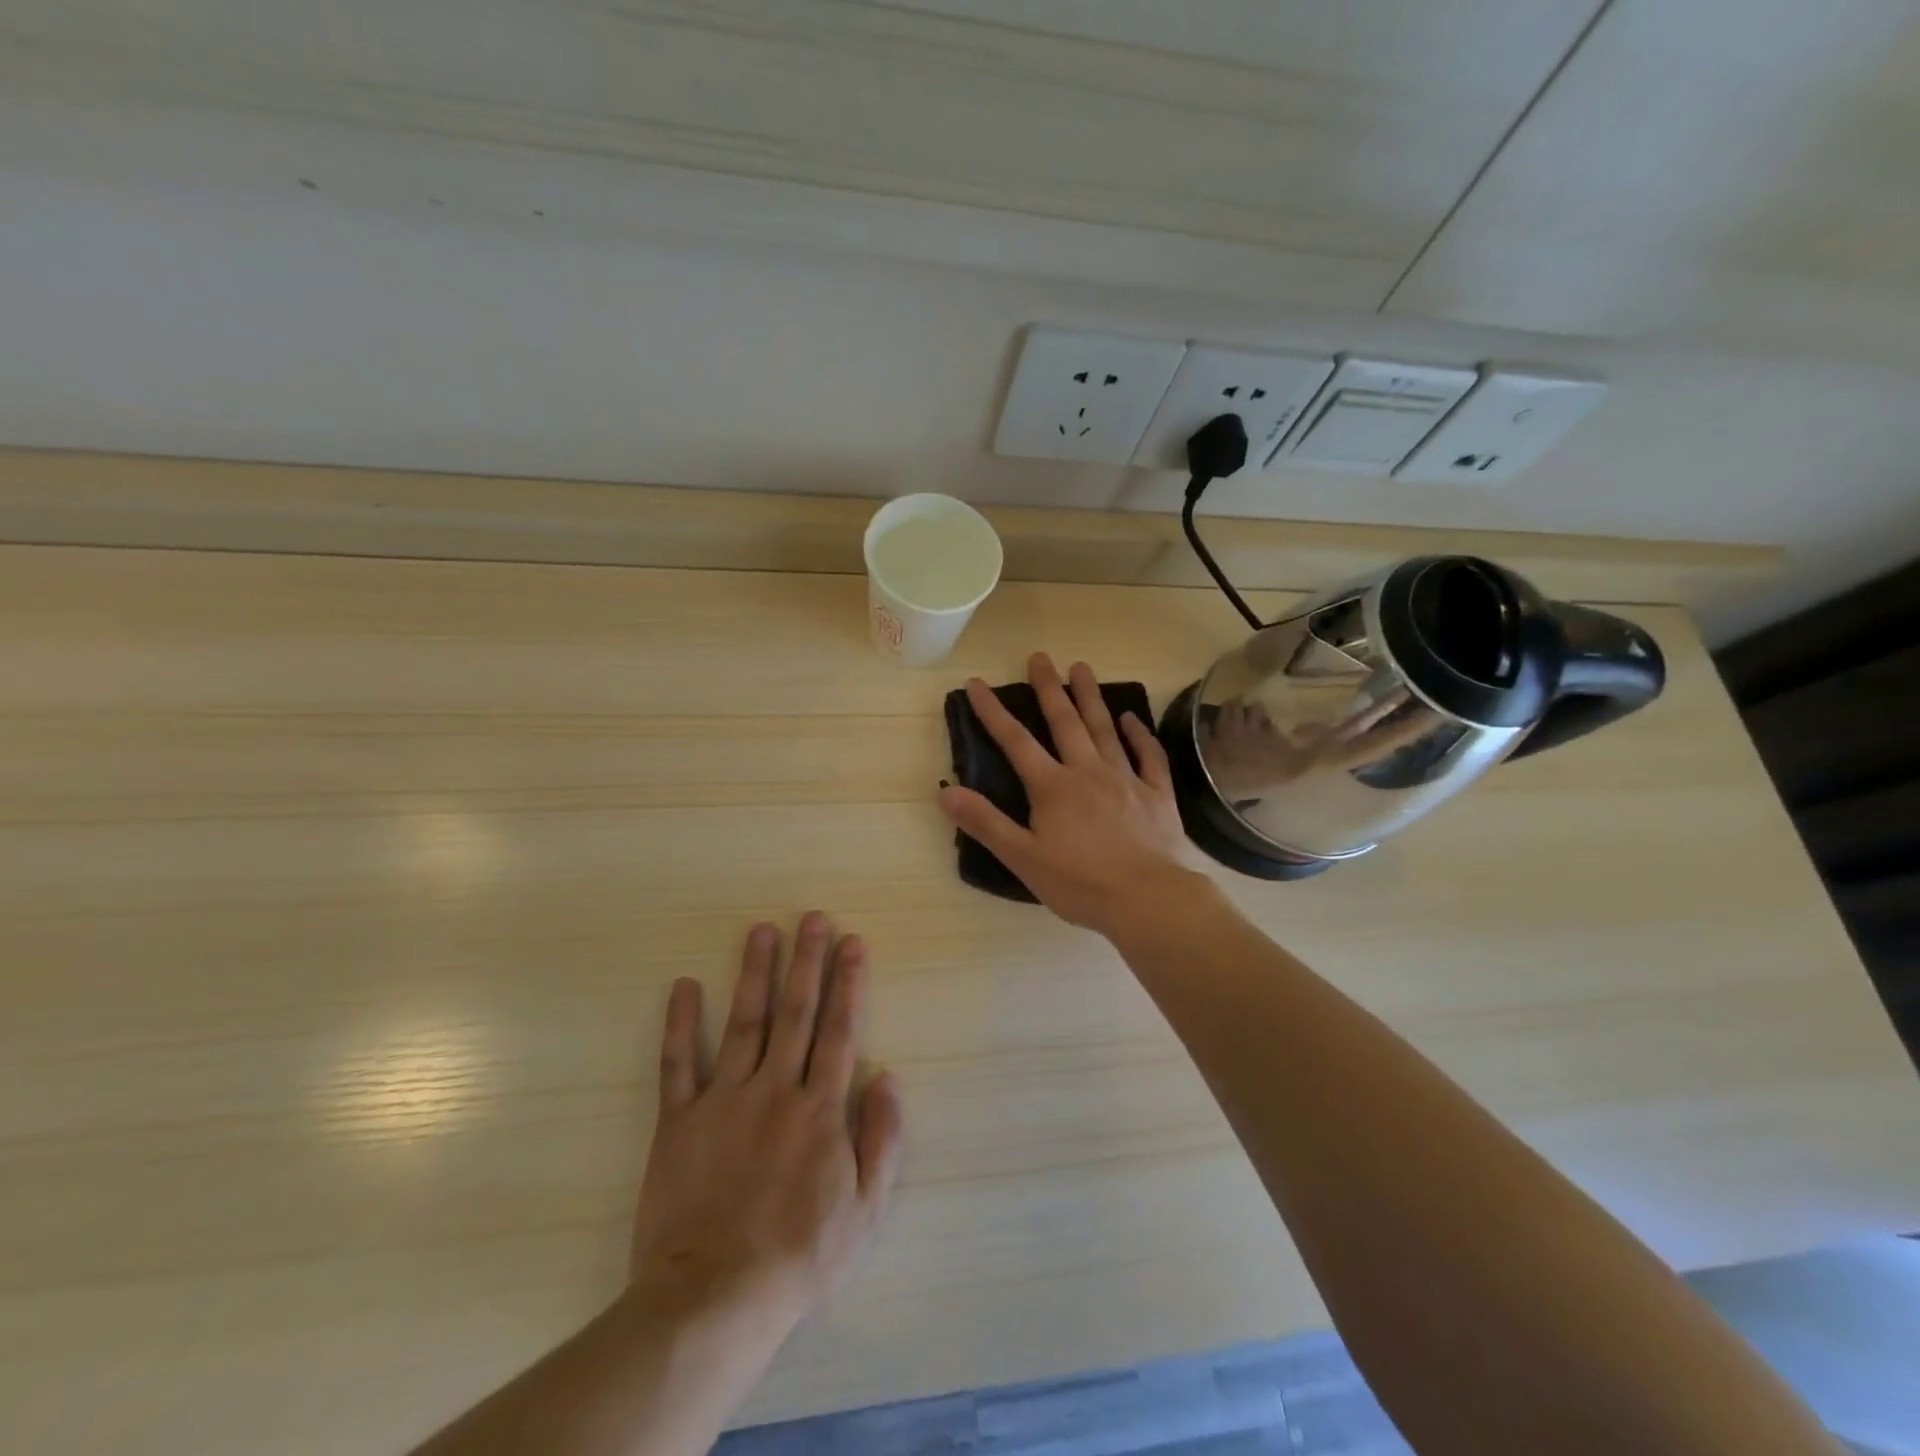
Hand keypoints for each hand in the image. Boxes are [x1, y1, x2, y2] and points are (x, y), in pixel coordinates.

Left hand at [627, 912, 904, 1337]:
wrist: (715, 1298)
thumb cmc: (800, 1256)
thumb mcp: (865, 1209)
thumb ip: (882, 1138)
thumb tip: (888, 1077)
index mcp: (820, 1108)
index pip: (840, 1030)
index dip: (848, 983)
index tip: (852, 942)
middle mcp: (775, 1089)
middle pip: (795, 1013)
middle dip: (807, 961)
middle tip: (812, 918)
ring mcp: (724, 1100)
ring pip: (744, 1023)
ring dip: (754, 974)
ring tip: (761, 931)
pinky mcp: (679, 1121)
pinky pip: (677, 1064)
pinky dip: (679, 1024)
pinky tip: (682, 986)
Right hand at [938, 653, 1203, 936]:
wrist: (1149, 900)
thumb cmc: (1080, 883)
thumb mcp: (1023, 858)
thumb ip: (985, 823)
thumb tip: (945, 791)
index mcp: (1053, 787)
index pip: (1016, 742)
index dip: (993, 712)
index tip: (977, 684)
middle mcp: (1088, 772)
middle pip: (1065, 722)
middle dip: (1049, 688)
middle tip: (1040, 657)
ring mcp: (1126, 779)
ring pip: (1105, 729)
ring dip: (1090, 697)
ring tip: (1081, 667)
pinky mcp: (1157, 794)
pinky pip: (1148, 756)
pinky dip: (1139, 734)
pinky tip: (1131, 718)